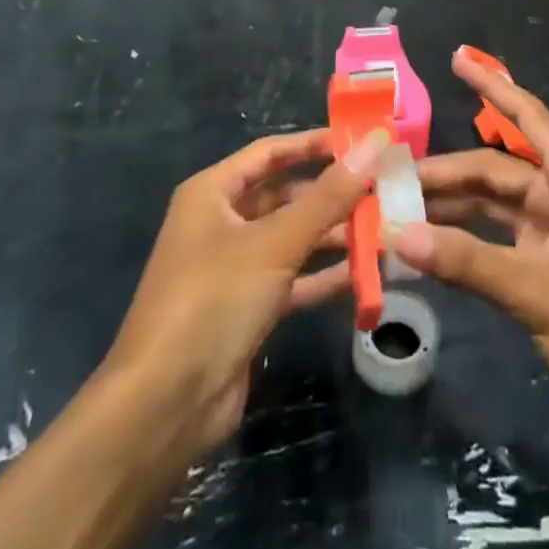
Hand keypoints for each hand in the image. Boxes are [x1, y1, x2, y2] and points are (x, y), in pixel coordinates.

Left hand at [102, 128, 383, 461]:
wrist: (164, 407)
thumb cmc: (213, 301)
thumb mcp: (275, 242)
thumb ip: (328, 195)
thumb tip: (373, 143)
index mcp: (212, 193)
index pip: (271, 152)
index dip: (314, 144)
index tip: (362, 141)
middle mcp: (221, 222)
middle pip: (284, 195)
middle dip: (331, 194)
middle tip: (383, 188)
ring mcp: (233, 268)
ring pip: (291, 238)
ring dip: (332, 235)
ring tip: (383, 229)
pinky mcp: (247, 308)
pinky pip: (292, 279)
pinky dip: (323, 275)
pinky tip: (365, 273)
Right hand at [393, 49, 548, 420]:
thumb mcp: (536, 290)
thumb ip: (467, 261)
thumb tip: (401, 235)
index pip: (527, 116)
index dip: (492, 85)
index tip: (457, 58)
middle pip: (497, 168)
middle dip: (448, 172)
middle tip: (395, 179)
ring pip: (495, 203)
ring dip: (454, 205)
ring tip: (403, 208)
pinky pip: (500, 236)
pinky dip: (469, 237)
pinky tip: (434, 243)